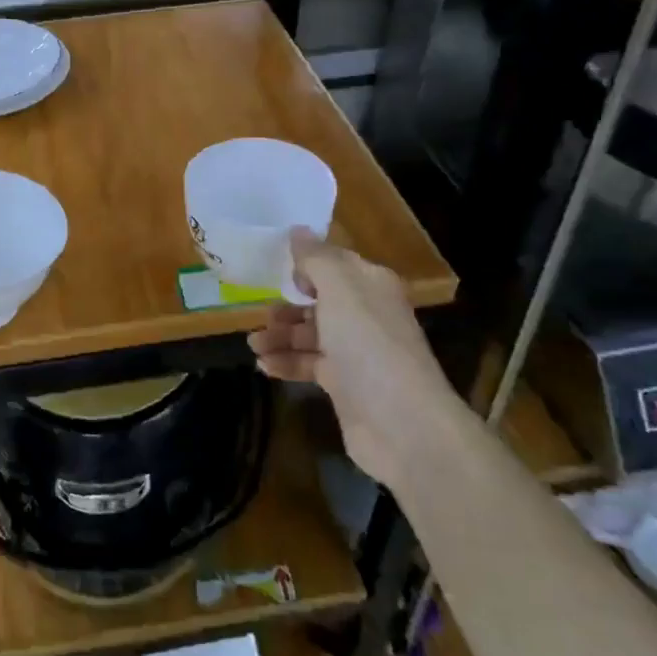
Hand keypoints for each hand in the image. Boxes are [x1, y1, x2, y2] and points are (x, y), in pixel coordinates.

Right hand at [248, 230, 449, 489]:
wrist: (403, 424)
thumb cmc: (368, 344)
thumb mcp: (340, 289)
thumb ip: (316, 258)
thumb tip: (298, 231)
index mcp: (371, 285)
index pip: (336, 264)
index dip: (307, 264)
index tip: (274, 267)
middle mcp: (366, 315)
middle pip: (320, 301)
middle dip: (288, 306)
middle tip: (259, 314)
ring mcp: (357, 353)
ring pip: (311, 335)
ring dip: (280, 337)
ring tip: (253, 344)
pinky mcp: (346, 387)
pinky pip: (310, 365)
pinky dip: (287, 363)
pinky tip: (264, 365)